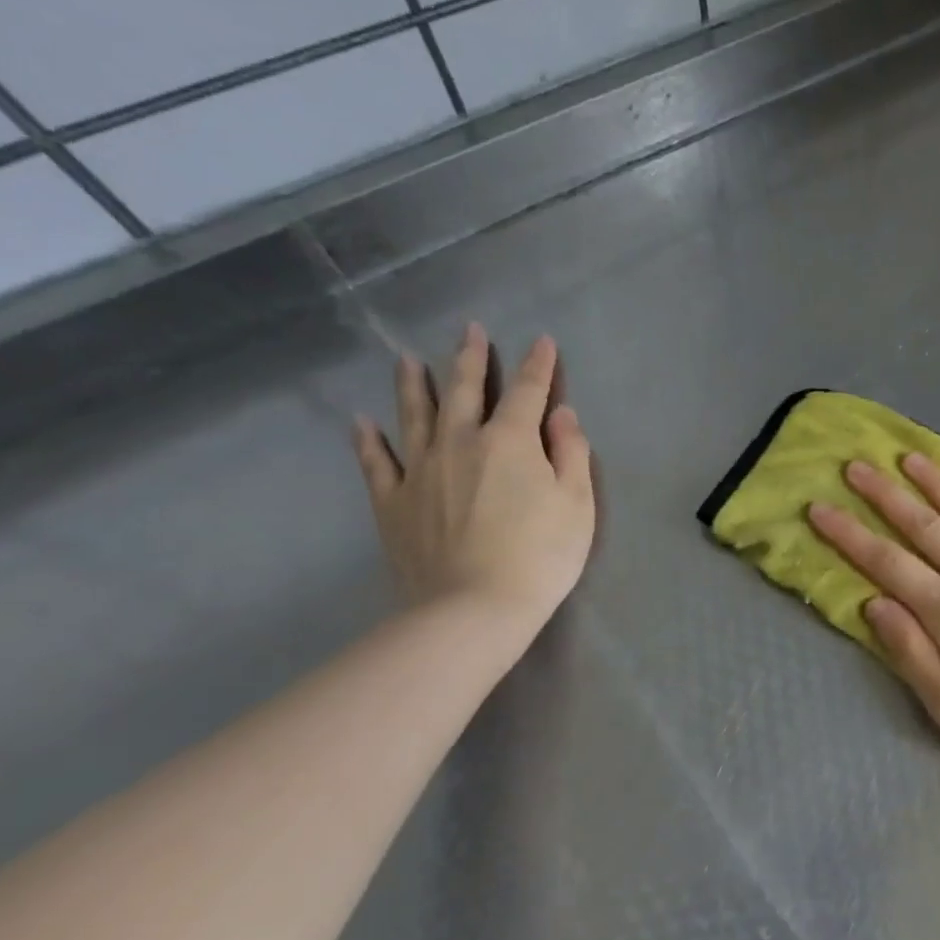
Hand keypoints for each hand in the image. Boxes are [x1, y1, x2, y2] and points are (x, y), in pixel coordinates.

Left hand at [352, 323, 594, 632]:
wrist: (473, 609)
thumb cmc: (540, 556)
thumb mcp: (577, 504)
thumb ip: (571, 453)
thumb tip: (561, 415)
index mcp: (510, 441)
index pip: (528, 392)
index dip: (538, 365)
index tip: (542, 341)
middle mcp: (460, 443)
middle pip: (463, 391)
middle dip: (470, 358)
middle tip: (470, 330)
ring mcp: (420, 471)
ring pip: (414, 415)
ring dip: (413, 384)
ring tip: (407, 359)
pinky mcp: (392, 503)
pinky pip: (376, 463)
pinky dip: (368, 440)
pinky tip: (362, 422)